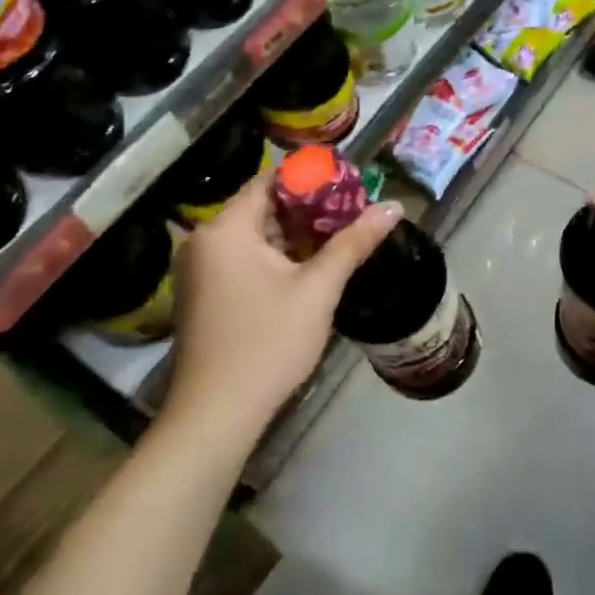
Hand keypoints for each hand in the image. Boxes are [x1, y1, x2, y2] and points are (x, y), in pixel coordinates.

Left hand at [160, 174, 401, 437]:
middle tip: (352, 212)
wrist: (217, 416)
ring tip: (339, 237)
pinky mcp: (203, 295)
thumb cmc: (267, 343)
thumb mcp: (318, 289)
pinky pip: (243, 259)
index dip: (310, 179)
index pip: (269, 181)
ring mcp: (199, 270)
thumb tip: (394, 205)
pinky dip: (274, 257)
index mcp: (224, 229)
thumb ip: (354, 242)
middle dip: (308, 209)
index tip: (348, 186)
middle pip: (261, 207)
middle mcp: (204, 241)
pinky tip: (308, 269)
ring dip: (294, 235)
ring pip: (254, 236)